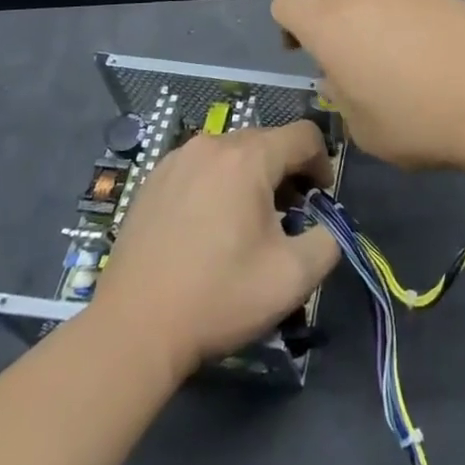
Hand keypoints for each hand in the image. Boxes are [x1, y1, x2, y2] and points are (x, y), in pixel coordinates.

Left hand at [93, 119, 339, 376]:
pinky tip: (208, 226)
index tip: (319, 200)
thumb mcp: (294, 277)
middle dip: (287, 172)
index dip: (322, 162)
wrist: (133, 329)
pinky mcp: (152, 180)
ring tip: (247, 222)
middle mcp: (212, 144)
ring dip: (251, 176)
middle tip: (288, 216)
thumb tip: (329, 226)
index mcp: (249, 157)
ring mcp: (177, 159)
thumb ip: (330, 241)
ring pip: (232, 153)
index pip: (304, 135)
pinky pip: (201, 166)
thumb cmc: (219, 297)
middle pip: (267, 141)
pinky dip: (217, 184)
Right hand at [271, 0, 464, 171]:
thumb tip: (341, 76)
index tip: (303, 52)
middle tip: (342, 51)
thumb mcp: (362, 128)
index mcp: (329, 24)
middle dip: (322, 11)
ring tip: (390, 52)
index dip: (287, 24)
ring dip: (363, 11)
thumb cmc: (418, 122)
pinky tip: (427, 48)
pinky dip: (401, 13)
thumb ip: (340, 95)